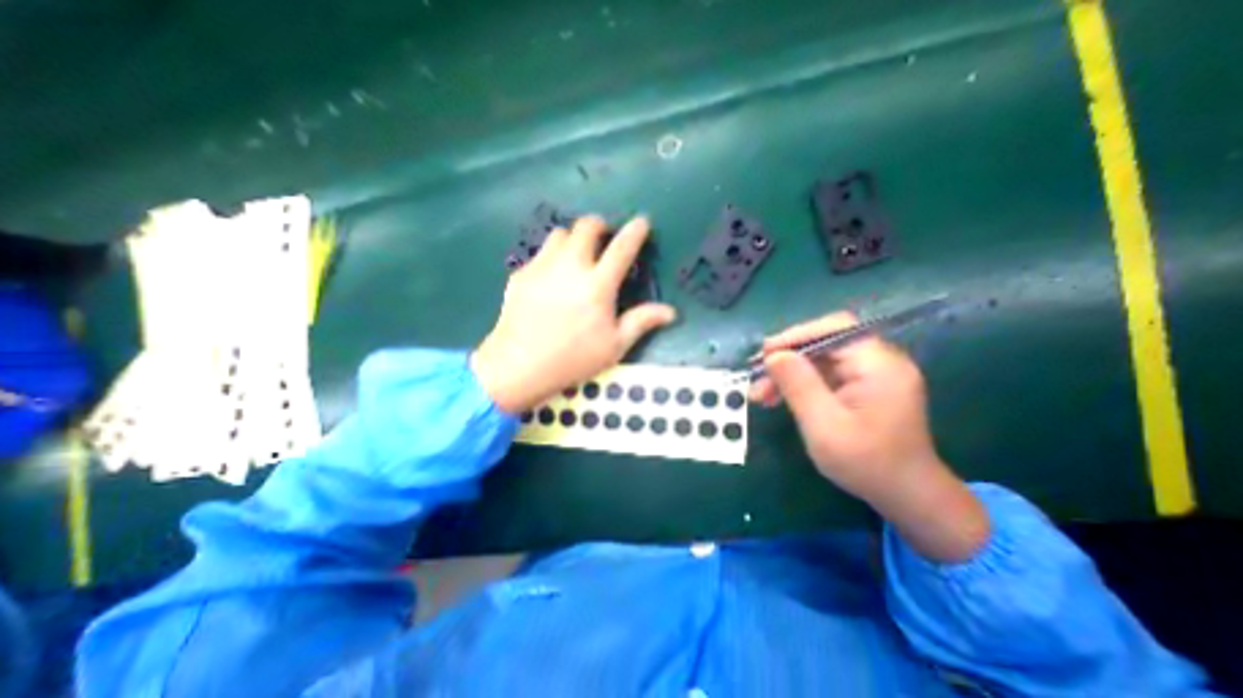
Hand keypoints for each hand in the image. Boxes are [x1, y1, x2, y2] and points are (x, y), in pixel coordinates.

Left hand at [471, 215, 677, 412]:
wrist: (519, 366)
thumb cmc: (573, 359)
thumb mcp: (614, 346)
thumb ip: (642, 322)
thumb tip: (671, 312)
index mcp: (597, 285)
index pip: (622, 248)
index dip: (635, 231)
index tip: (642, 222)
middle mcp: (570, 267)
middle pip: (586, 226)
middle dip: (599, 225)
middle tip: (604, 238)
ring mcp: (542, 267)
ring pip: (560, 234)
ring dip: (573, 239)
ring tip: (576, 256)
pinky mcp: (521, 274)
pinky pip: (540, 254)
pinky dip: (552, 257)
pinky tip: (551, 279)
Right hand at [752, 314, 985, 564]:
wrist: (905, 496)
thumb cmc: (866, 463)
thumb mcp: (823, 425)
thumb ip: (798, 385)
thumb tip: (773, 355)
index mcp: (879, 365)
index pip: (835, 328)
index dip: (796, 335)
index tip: (765, 353)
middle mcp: (879, 362)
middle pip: (824, 344)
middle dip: (787, 359)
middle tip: (756, 377)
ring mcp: (871, 375)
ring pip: (820, 360)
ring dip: (788, 374)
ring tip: (759, 394)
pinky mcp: (862, 388)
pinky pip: (824, 376)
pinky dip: (799, 384)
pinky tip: (777, 398)